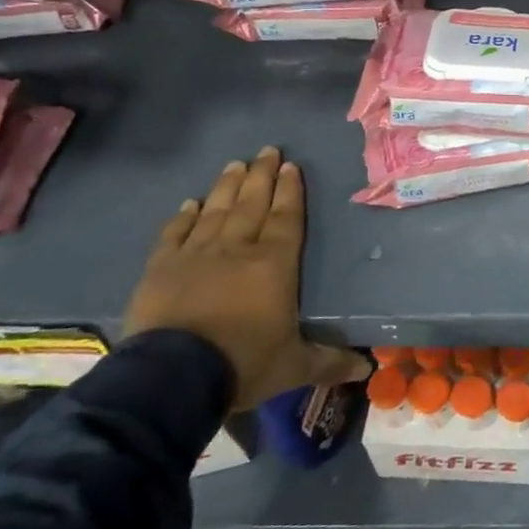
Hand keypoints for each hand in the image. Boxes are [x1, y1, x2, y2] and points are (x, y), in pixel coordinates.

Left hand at [124, 146, 367, 410]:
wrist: (172, 378)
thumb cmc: (243, 364)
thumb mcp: (294, 367)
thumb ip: (330, 362)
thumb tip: (366, 371)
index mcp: (274, 265)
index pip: (285, 218)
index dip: (290, 191)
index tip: (291, 166)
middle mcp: (237, 250)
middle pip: (252, 204)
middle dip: (262, 176)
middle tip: (267, 150)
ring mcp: (196, 255)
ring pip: (216, 211)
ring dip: (227, 186)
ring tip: (235, 164)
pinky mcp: (161, 269)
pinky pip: (175, 234)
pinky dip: (184, 216)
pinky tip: (190, 203)